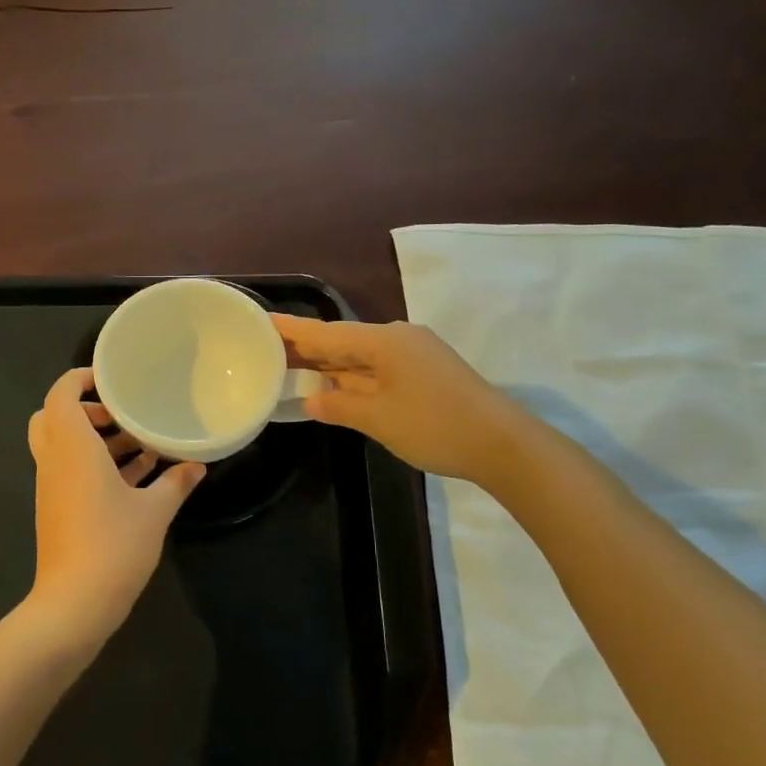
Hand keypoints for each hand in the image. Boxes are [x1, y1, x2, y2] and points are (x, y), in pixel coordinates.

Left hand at [25, 367, 204, 648]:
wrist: (74, 604)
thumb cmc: (113, 545)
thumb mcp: (155, 511)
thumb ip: (176, 482)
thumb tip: (198, 465)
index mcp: (71, 446)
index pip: (61, 393)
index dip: (81, 378)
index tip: (114, 379)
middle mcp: (54, 460)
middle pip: (55, 416)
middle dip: (88, 408)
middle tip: (124, 413)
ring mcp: (53, 486)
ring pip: (64, 445)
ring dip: (96, 438)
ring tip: (140, 441)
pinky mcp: (57, 508)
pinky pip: (72, 470)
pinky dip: (96, 464)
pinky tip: (137, 475)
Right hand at [272, 315, 525, 483]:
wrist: (504, 444)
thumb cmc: (435, 426)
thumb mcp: (378, 419)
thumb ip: (339, 406)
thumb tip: (311, 401)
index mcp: (384, 341)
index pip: (326, 333)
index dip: (292, 330)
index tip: (261, 321)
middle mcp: (398, 339)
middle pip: (342, 341)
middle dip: (307, 349)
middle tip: (267, 351)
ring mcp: (414, 355)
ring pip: (360, 356)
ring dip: (330, 365)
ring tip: (291, 367)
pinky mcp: (425, 373)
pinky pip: (377, 369)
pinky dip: (353, 377)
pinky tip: (334, 386)